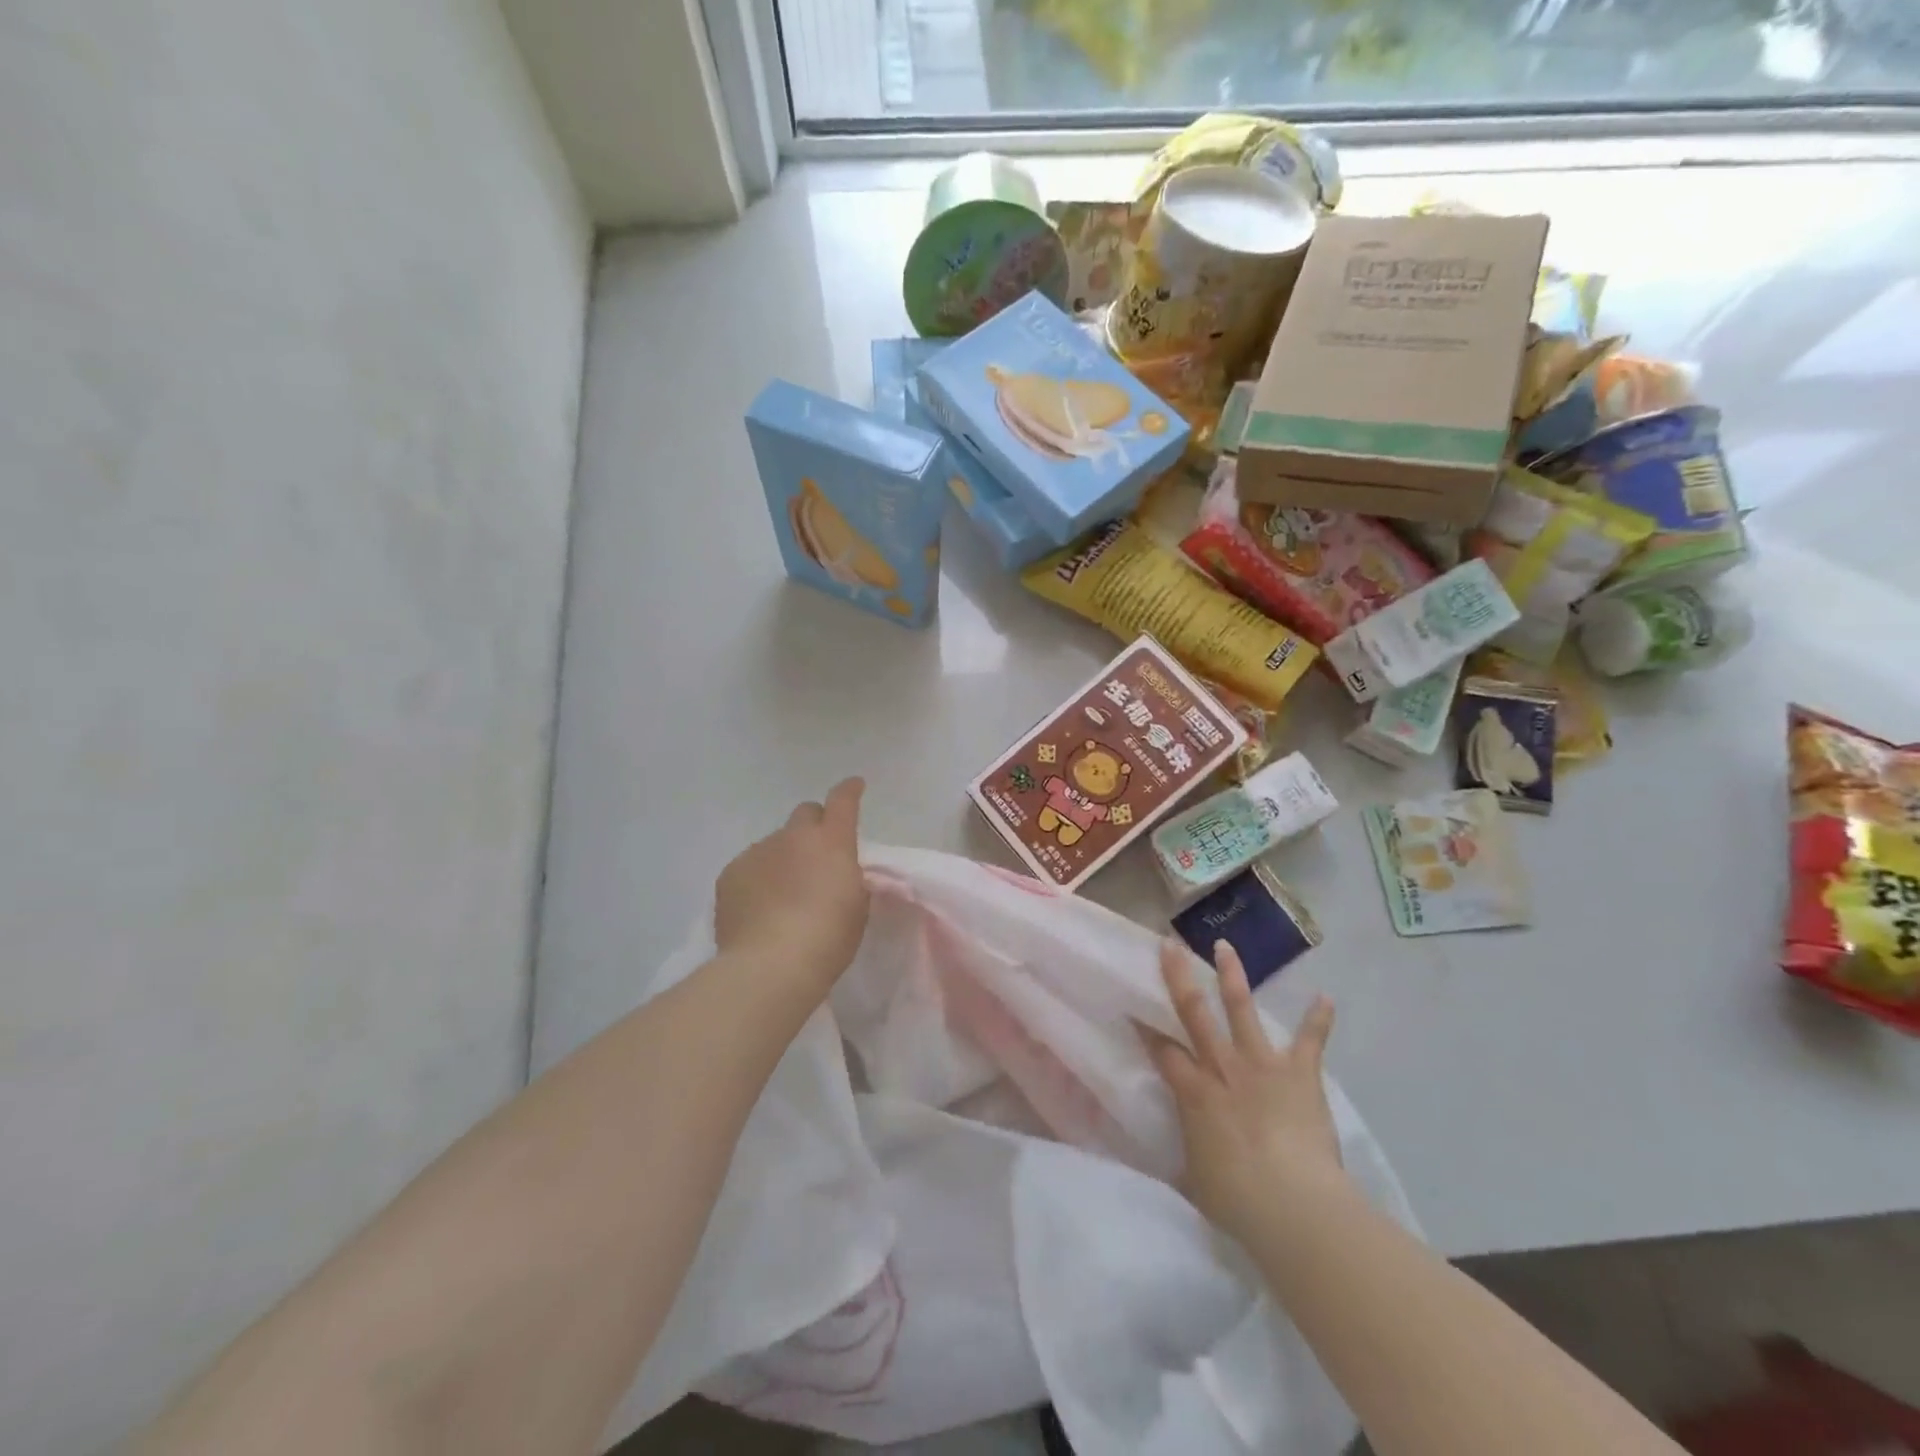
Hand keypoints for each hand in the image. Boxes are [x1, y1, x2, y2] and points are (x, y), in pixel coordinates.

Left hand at [714, 778, 869, 997]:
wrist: (770, 965)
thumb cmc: (828, 939)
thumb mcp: (857, 908)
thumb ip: (849, 879)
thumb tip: (837, 873)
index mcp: (832, 842)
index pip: (843, 801)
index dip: (850, 790)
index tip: (854, 786)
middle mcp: (793, 836)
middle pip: (805, 814)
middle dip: (814, 826)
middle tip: (817, 856)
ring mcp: (758, 852)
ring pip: (775, 843)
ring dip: (784, 858)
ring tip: (784, 895)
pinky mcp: (731, 873)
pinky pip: (750, 866)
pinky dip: (758, 879)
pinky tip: (760, 908)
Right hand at [1143, 939, 1344, 1241]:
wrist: (1293, 1205)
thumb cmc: (1237, 1199)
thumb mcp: (1195, 1180)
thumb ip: (1185, 1157)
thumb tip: (1168, 1158)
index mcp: (1193, 1091)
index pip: (1161, 1050)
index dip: (1144, 1027)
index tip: (1131, 1003)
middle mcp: (1222, 1067)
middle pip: (1194, 1013)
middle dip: (1179, 977)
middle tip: (1170, 946)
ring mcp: (1261, 1065)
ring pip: (1242, 1010)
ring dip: (1233, 977)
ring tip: (1225, 946)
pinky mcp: (1299, 1074)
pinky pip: (1310, 1041)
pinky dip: (1318, 1020)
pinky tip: (1325, 998)